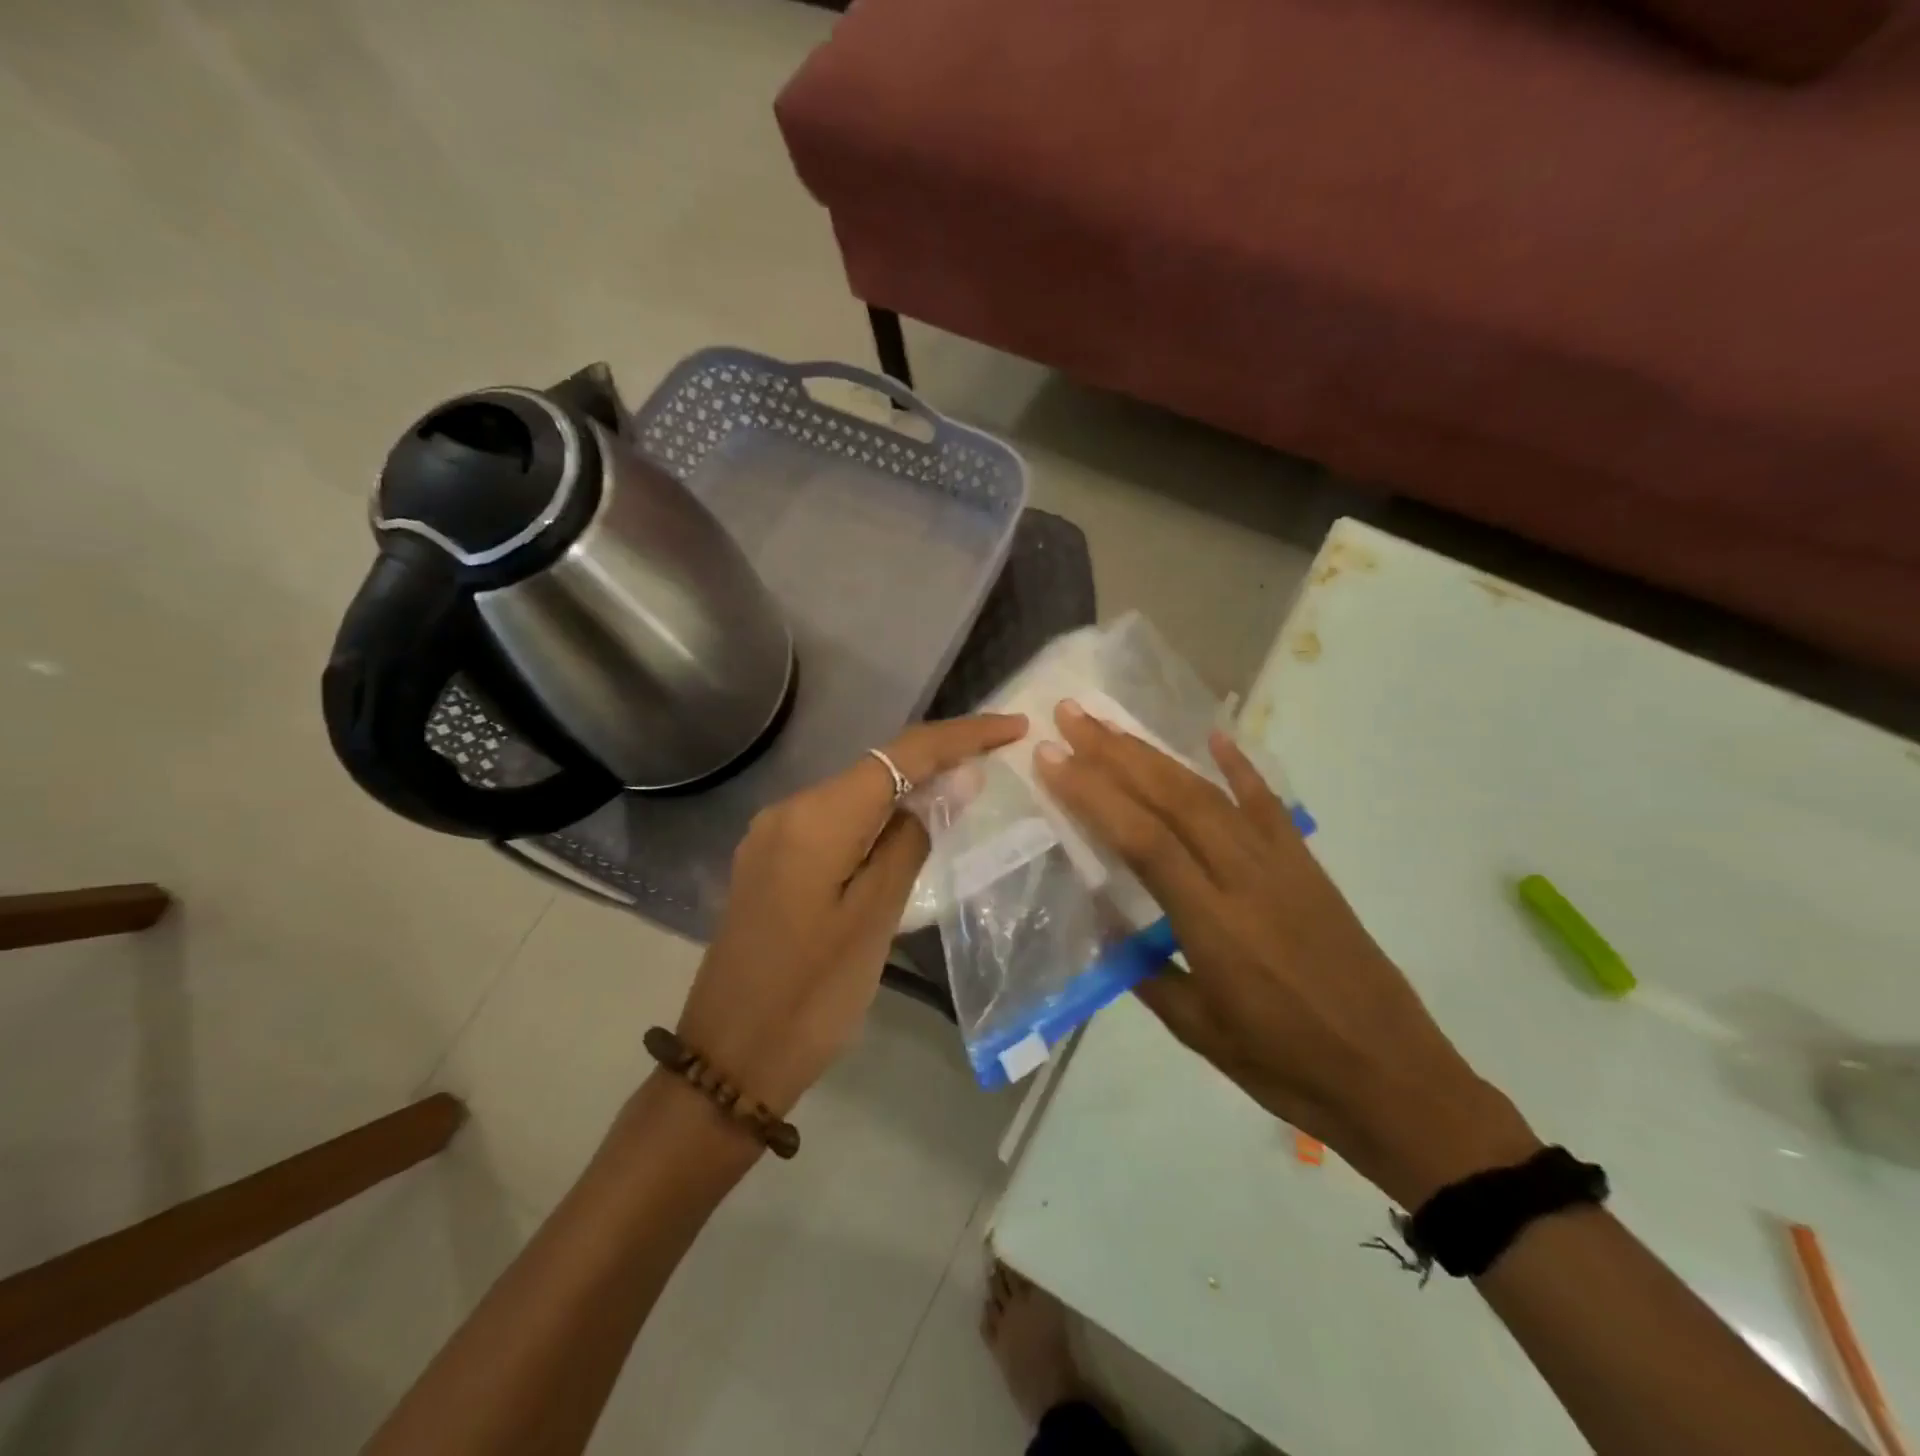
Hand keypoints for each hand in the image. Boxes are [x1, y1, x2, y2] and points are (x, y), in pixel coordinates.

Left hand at [676, 713, 1027, 1118]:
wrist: (729, 1059)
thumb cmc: (812, 996)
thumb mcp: (875, 918)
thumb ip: (913, 839)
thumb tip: (955, 779)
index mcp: (816, 818)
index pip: (901, 754)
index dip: (961, 736)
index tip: (1013, 727)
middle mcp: (789, 809)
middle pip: (877, 766)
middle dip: (939, 758)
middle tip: (999, 759)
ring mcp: (774, 834)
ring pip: (857, 793)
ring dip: (910, 789)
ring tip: (966, 792)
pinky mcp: (772, 860)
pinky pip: (836, 821)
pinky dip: (878, 818)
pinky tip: (909, 831)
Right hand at [1035, 701, 1536, 1205]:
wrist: (1394, 1079)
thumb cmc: (1287, 1067)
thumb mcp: (1199, 1032)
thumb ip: (1145, 970)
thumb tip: (1105, 922)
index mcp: (1214, 925)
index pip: (1142, 841)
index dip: (1093, 794)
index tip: (1052, 758)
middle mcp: (1246, 879)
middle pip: (1172, 799)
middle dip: (1116, 753)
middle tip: (1072, 716)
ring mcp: (1283, 866)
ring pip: (1210, 794)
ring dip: (1156, 754)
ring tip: (1113, 725)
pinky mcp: (1308, 867)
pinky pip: (1269, 806)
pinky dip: (1240, 767)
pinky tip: (1214, 736)